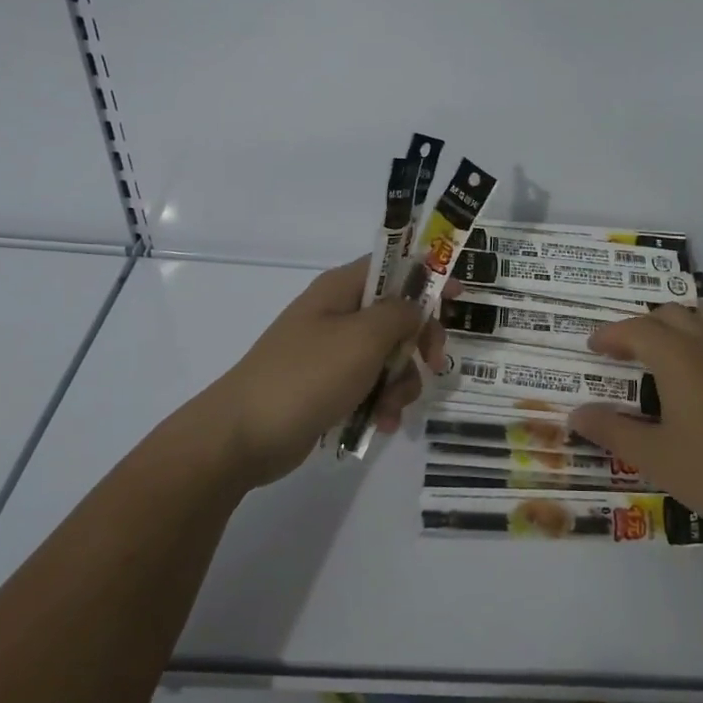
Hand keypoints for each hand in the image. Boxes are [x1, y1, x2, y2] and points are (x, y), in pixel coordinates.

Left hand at [202, 258, 443, 489]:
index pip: (393, 267)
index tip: (459, 295)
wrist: (242, 436)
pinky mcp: (329, 387)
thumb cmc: (306, 375)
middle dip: (418, 342)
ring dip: (401, 382)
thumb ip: (400, 314)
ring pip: (389, 356)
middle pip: (397, 316)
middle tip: (432, 361)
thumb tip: (416, 305)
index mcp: (341, 290)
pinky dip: (381, 403)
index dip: (428, 275)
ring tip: (390, 408)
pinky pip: (370, 386)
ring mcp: (332, 353)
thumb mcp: (363, 338)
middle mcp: (337, 316)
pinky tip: (380, 424)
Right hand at [569, 303, 702, 552]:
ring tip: (660, 351)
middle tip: (620, 352)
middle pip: (671, 314)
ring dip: (678, 325)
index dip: (611, 334)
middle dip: (641, 326)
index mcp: (680, 358)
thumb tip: (576, 415)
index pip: (638, 329)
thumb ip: (611, 430)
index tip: (592, 347)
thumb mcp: (652, 455)